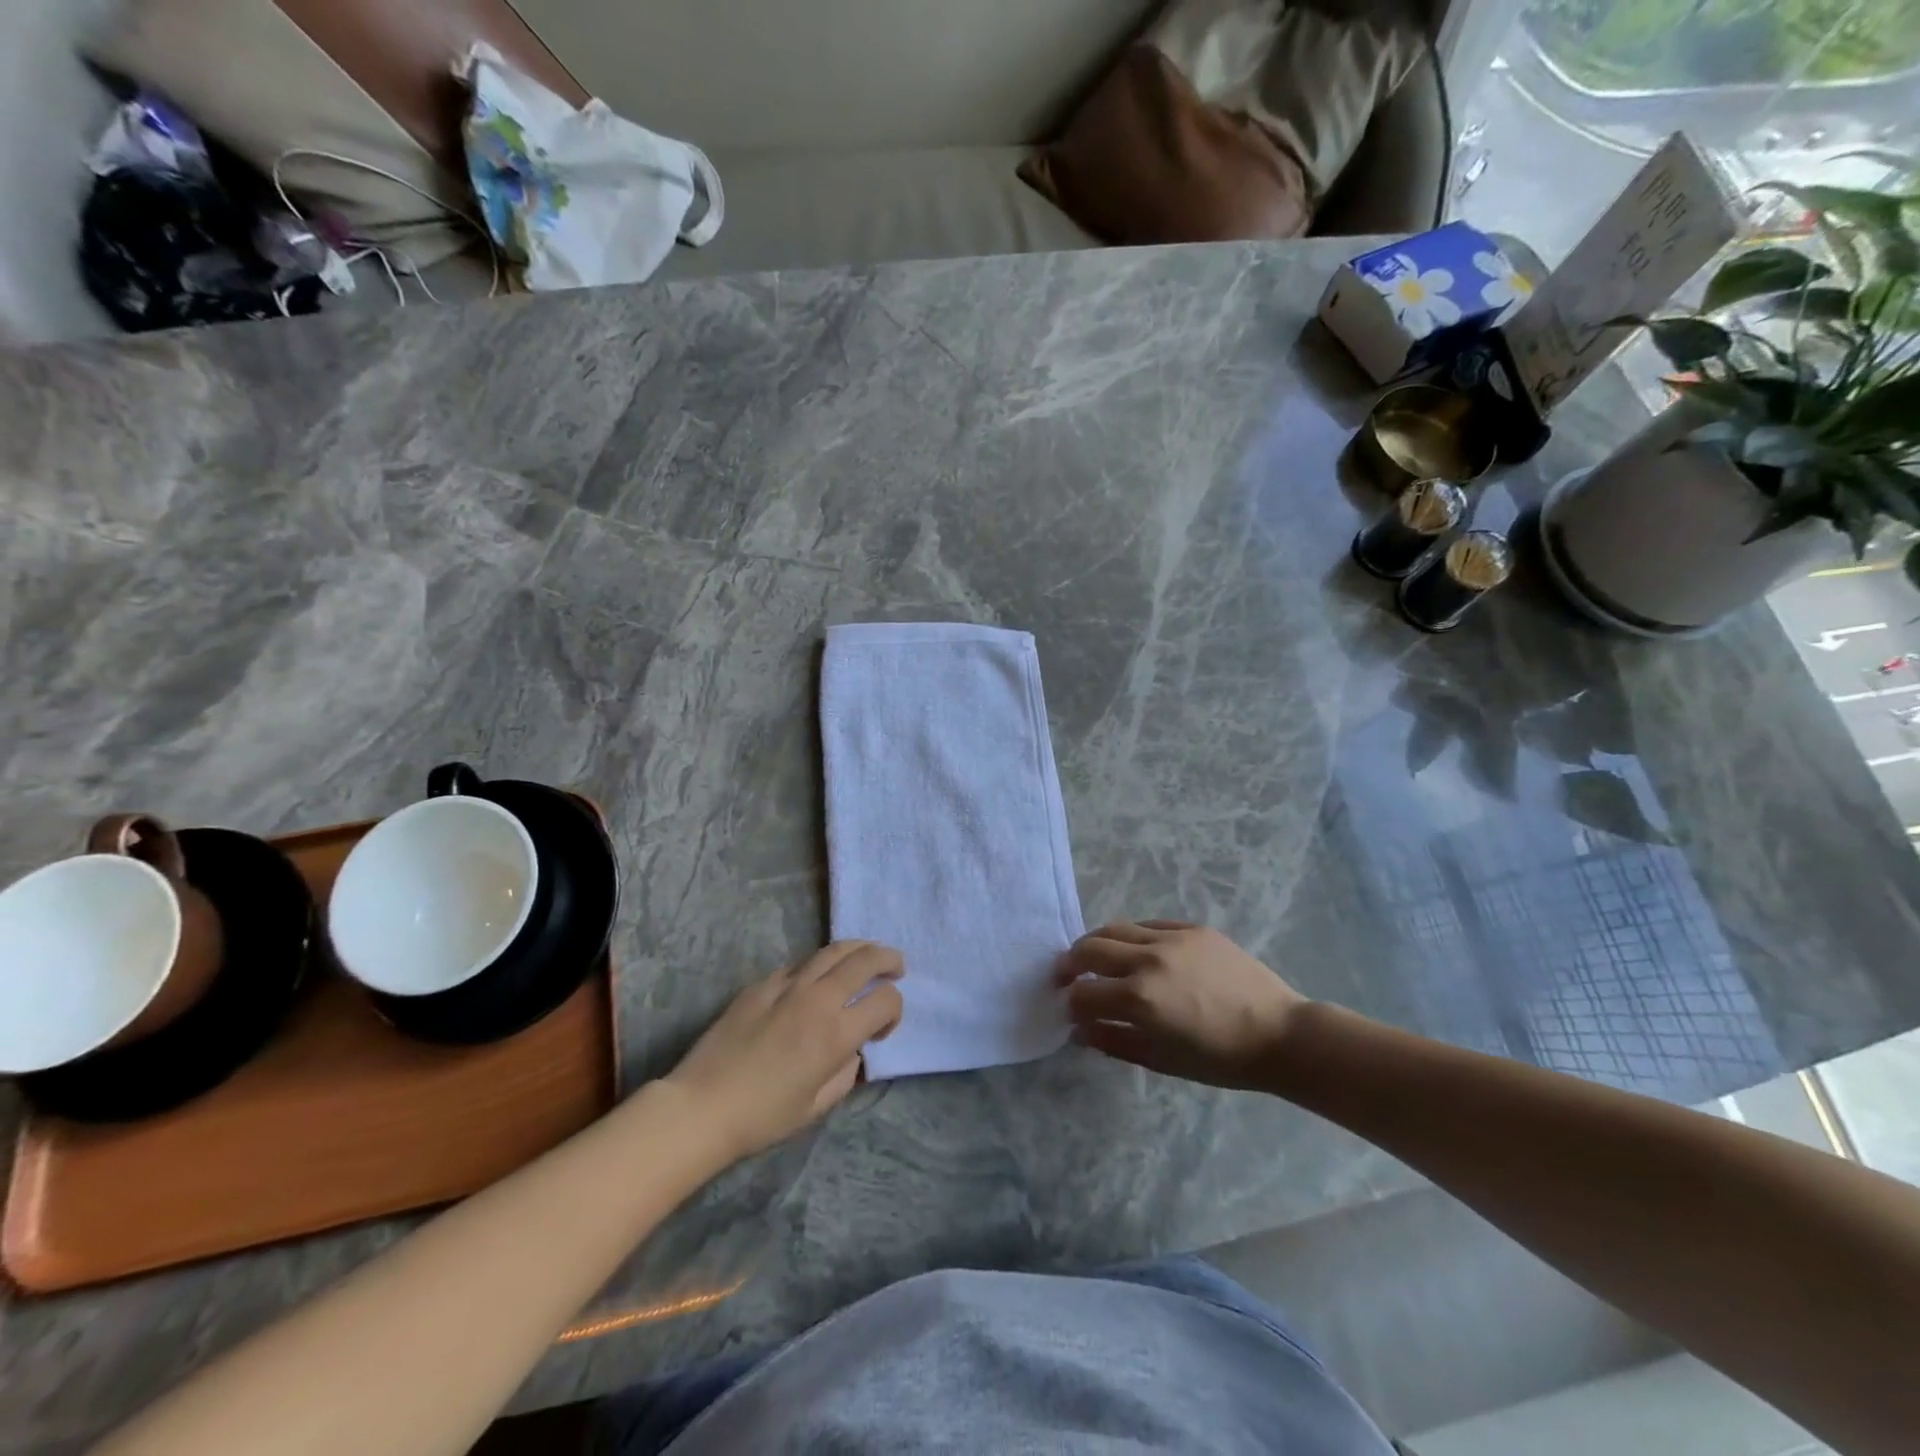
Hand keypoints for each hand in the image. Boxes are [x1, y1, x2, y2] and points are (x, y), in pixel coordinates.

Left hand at [662, 942, 904, 1159]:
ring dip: (858, 949)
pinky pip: (800, 963)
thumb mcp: (818, 1106)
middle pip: (865, 959)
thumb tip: (852, 1049)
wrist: (701, 1106)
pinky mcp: (762, 983)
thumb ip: (846, 1072)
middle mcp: (817, 999)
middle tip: (896, 966)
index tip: (883, 1029)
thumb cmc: (763, 1117)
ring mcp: (787, 985)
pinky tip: (817, 978)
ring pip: (833, 949)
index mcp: (836, 1033)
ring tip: (866, 956)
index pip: (885, 1000)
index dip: (895, 1010)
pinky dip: (819, 965)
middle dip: (888, 959)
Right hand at [1055, 921, 1304, 1088]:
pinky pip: (1149, 924)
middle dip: (1070, 963)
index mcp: (1140, 998)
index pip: (1084, 993)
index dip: (1071, 1003)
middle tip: (1065, 975)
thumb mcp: (1162, 1059)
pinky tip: (1134, 949)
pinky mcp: (1192, 928)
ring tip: (1093, 956)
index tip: (1070, 1009)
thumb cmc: (1220, 1058)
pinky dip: (1132, 936)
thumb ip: (1114, 1041)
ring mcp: (1171, 938)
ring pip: (1115, 928)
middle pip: (1090, 949)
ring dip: (1096, 943)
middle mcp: (1148, 960)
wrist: (1280, 1034)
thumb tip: (1080, 1031)